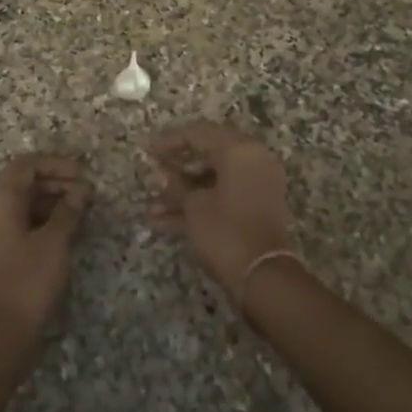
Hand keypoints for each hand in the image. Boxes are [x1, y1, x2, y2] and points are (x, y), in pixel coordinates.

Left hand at [0, 154, 89, 378]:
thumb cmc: (26, 282)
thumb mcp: (54, 243)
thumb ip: (68, 212)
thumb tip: (80, 192)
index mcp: (0, 202)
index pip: (26, 165)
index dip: (55, 164)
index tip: (83, 174)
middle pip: (24, 185)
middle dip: (57, 184)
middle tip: (88, 196)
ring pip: (24, 207)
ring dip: (53, 205)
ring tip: (82, 214)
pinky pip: (22, 228)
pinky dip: (45, 224)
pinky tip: (67, 236)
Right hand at [147, 122, 293, 292]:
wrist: (264, 277)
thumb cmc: (226, 231)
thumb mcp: (194, 206)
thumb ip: (175, 185)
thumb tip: (158, 173)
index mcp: (239, 150)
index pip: (198, 133)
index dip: (169, 141)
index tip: (147, 150)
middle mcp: (252, 160)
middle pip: (207, 155)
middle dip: (175, 169)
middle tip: (152, 175)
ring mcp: (256, 185)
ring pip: (212, 180)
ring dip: (182, 192)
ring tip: (151, 208)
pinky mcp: (256, 208)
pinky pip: (222, 196)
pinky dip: (198, 205)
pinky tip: (164, 222)